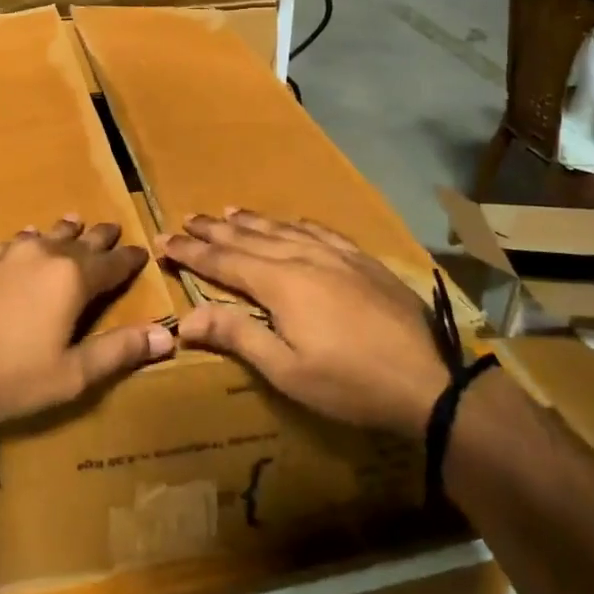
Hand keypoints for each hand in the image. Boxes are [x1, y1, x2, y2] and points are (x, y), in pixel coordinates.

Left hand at [0, 217, 173, 429]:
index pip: (112, 263)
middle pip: (79, 241)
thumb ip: (119, 352)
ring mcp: (4, 254)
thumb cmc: (5, 379)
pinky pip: (11, 242)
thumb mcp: (70, 376)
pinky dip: (27, 240)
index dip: (129, 259)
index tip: (141, 252)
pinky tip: (23, 239)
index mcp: (72, 279)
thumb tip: (167, 336)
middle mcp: (42, 255)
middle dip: (99, 237)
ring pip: (44, 235)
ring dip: (63, 232)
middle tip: (112, 229)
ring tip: (74, 223)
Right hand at [161, 210, 449, 438]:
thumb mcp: (286, 370)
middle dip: (214, 229)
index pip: (223, 261)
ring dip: (251, 221)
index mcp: (279, 283)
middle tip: (187, 218)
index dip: (191, 251)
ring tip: (227, 211)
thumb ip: (236, 336)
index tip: (164, 239)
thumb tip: (184, 319)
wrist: (430, 379)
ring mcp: (335, 255)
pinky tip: (292, 221)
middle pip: (248, 238)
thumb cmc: (349, 383)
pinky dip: (297, 224)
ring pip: (282, 229)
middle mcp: (302, 257)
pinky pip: (320, 231)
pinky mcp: (362, 260)